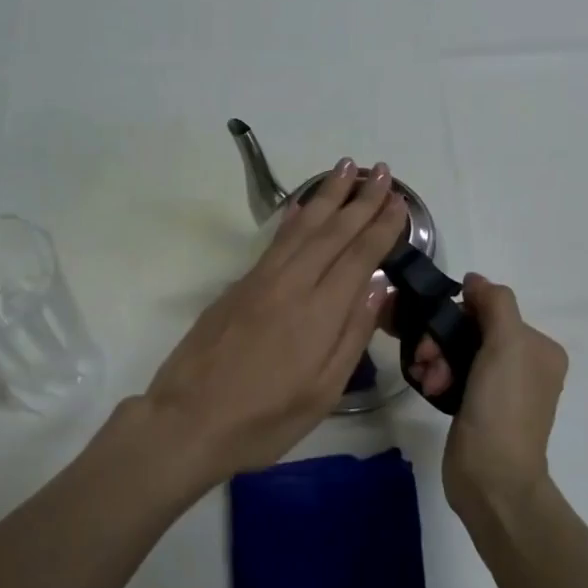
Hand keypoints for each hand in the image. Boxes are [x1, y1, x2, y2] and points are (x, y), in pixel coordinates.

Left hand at [143, 159, 406, 485]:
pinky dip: (292, 218)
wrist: (188, 420)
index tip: (398, 201)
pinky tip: (301, 205)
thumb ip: (352, 336)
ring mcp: (260, 281)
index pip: (358, 256)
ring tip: (346, 167)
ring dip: (326, 195)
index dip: (381, 227)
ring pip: (301, 228)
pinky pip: (274, 241)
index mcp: (320, 313)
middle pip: (332, 232)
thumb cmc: (264, 420)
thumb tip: (378, 288)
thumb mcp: (323, 392)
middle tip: (381, 170)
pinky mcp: (237, 287)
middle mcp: (292, 284)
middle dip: (360, 199)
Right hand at [410, 274, 567, 519]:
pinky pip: (451, 377)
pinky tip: (428, 388)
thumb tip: (475, 280)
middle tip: (425, 359)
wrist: (491, 477)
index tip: (434, 329)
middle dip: (441, 340)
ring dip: (435, 360)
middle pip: (470, 332)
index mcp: (539, 348)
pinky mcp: (477, 408)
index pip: (490, 310)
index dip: (458, 314)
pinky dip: (437, 377)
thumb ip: (494, 303)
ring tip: (428, 380)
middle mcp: (524, 365)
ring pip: (456, 354)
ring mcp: (500, 389)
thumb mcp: (507, 344)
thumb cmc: (502, 407)